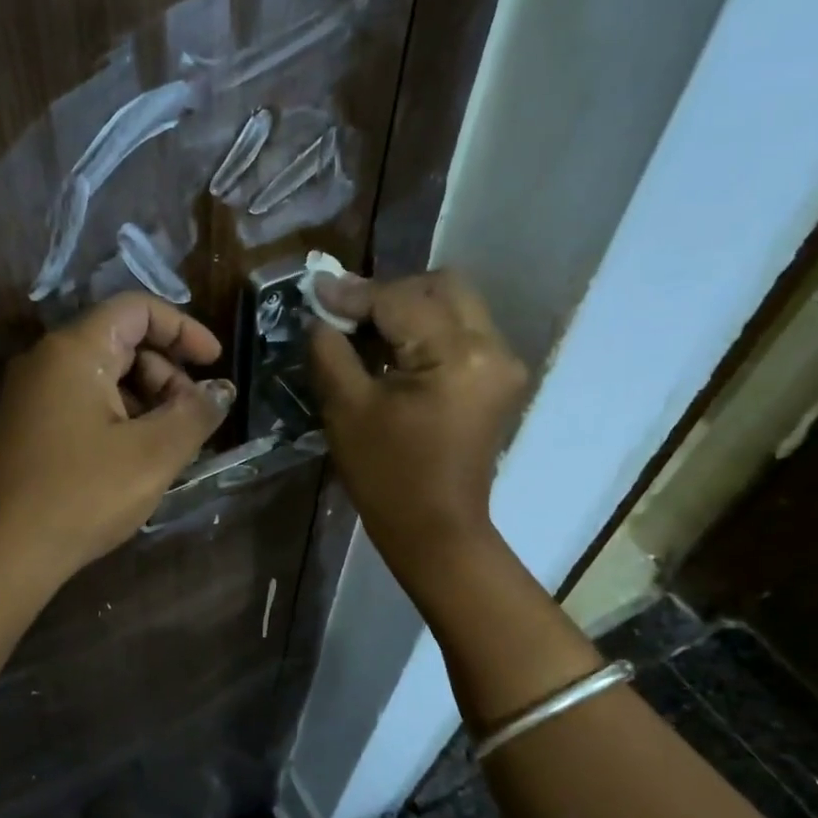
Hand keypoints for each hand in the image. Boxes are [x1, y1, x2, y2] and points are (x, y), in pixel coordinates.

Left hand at [0, 292, 234, 586]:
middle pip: (121, 341)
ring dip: (146, 399)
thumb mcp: (154, 453)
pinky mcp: (27, 425)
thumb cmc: (85, 495)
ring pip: (103, 375)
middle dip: (167, 372)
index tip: (214, 365)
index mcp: (74, 350)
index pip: (137, 309)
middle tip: (191, 418)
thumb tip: (220, 390)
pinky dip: (119, 416)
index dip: (184, 329)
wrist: (8, 554)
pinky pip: (83, 401)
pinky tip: (136, 456)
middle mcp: (46, 360)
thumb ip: (196, 412)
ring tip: (169, 444)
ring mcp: (31, 394)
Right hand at [308, 269, 529, 588]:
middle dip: (390, 292)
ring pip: (455, 304)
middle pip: (442, 287)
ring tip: (365, 329)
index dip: (354, 294)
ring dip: (409, 308)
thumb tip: (321, 313)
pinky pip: (462, 331)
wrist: (435, 530)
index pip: (400, 300)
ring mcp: (503, 363)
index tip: (315, 289)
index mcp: (457, 354)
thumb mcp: (347, 409)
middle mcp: (493, 347)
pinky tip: (393, 349)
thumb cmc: (386, 476)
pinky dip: (426, 329)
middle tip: (347, 313)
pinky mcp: (498, 378)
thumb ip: (331, 350)